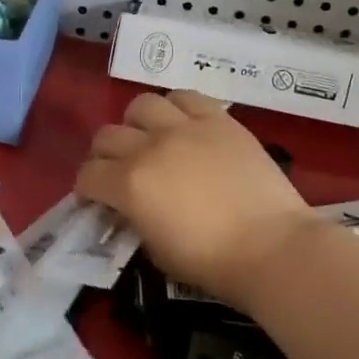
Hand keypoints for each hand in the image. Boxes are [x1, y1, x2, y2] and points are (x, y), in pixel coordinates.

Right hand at [77, 91, 322, 310]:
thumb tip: (130, 208)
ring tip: (151, 139)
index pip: (88, 175)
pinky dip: (176, 107)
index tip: (97, 199)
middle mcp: (150, 148)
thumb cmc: (211, 262)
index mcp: (129, 185)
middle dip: (105, 156)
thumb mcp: (156, 250)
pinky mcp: (218, 120)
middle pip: (107, 136)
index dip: (87, 188)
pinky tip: (183, 124)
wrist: (271, 246)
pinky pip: (186, 97)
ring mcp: (185, 128)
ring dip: (137, 124)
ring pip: (141, 105)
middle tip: (118, 171)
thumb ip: (135, 220)